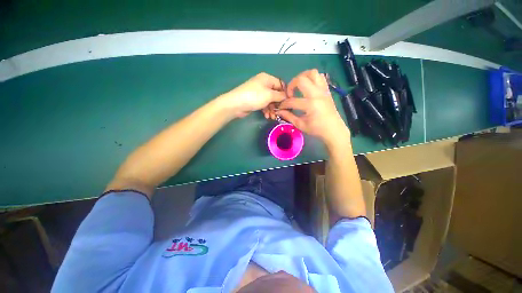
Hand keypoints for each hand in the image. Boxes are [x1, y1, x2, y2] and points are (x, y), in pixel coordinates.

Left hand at [218, 72, 286, 117]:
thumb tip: (287, 97)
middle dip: (278, 104)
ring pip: (270, 101)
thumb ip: (280, 96)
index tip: (289, 103)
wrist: (236, 104)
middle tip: (281, 112)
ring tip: (273, 117)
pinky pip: (264, 105)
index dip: (285, 93)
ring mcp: (259, 93)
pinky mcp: (255, 101)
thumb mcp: (269, 95)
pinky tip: (267, 116)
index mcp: (267, 79)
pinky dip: (266, 110)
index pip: (281, 84)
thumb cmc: (254, 97)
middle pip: (275, 94)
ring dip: (272, 109)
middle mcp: (263, 84)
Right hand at [275, 69, 349, 144]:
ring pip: (312, 73)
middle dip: (291, 85)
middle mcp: (317, 94)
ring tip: (298, 87)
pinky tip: (308, 87)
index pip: (292, 101)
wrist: (334, 130)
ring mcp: (323, 90)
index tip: (281, 108)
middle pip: (301, 79)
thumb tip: (279, 111)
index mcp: (310, 105)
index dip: (283, 104)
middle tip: (289, 94)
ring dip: (302, 77)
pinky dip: (312, 79)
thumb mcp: (300, 125)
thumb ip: (289, 116)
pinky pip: (320, 77)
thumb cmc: (317, 129)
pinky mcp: (327, 90)